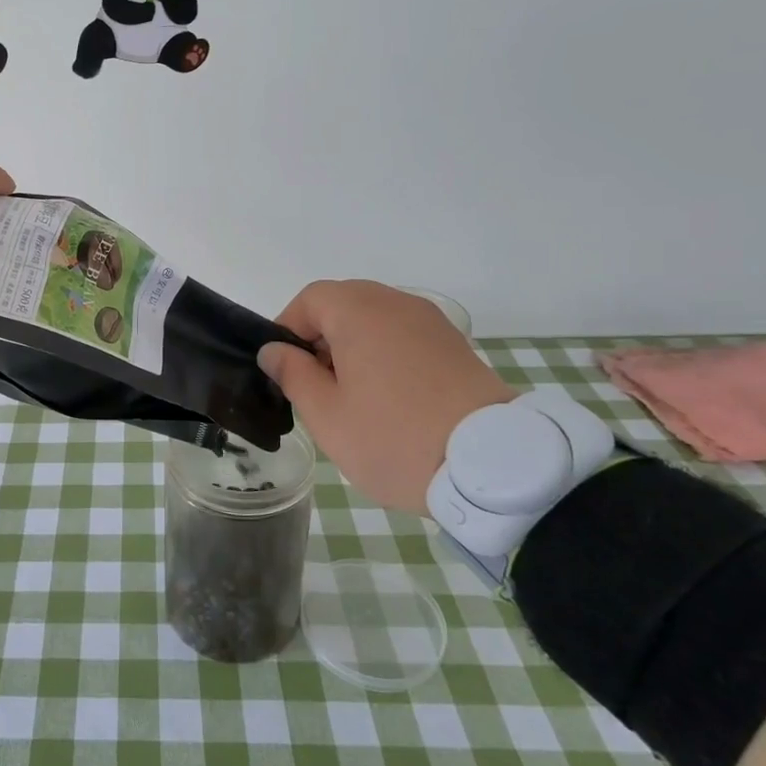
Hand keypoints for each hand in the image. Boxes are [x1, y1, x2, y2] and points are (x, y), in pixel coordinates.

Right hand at [257, 280, 512, 511]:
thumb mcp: (327, 415)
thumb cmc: (393, 438)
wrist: (490, 465)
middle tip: (313, 384)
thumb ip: (293, 374)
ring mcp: (431, 322)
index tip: (282, 367)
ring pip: (375, 319)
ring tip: (350, 395)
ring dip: (353, 346)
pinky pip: (404, 335)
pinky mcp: (455, 345)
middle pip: (344, 304)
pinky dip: (384, 353)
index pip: (310, 299)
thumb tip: (274, 350)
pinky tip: (387, 396)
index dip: (288, 328)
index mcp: (360, 312)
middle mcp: (397, 303)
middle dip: (320, 337)